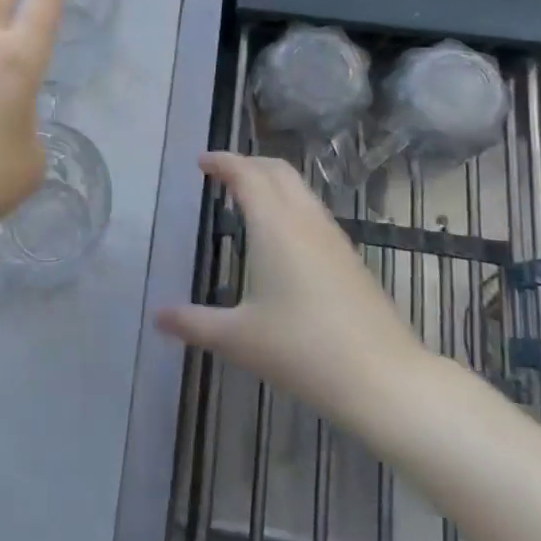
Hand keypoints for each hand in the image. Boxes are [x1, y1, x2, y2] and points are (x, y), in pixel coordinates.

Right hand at [156, 152, 427, 422]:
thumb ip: (194, 323)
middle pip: (277, 170)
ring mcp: (333, 237)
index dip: (223, 162)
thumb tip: (157, 316)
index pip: (246, 174)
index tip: (201, 162)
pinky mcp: (350, 258)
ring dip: (272, 183)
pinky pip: (313, 212)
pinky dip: (289, 204)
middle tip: (222, 175)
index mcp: (274, 226)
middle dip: (248, 164)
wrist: (383, 378)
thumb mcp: (238, 338)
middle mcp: (305, 220)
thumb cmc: (302, 350)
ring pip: (300, 189)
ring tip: (247, 200)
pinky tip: (281, 238)